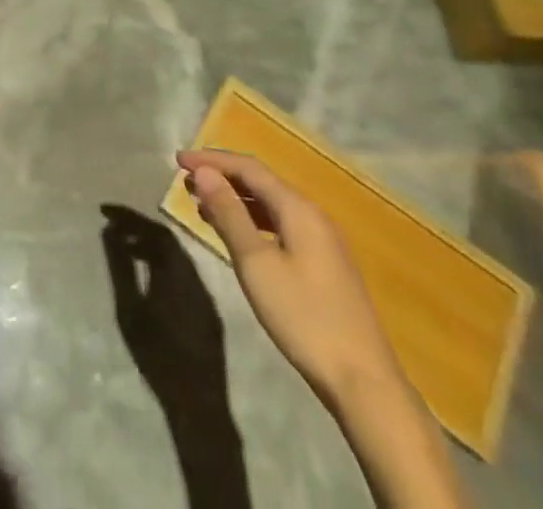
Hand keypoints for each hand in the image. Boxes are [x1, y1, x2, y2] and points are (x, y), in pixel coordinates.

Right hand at [176, 148, 408, 410]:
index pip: (248, 167)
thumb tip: (205, 172)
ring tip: (202, 205)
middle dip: (222, 177)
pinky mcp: (325, 265)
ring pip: (271, 205)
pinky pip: (280, 226)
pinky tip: (236, 236)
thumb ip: (229, 213)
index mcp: (298, 208)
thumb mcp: (256, 263)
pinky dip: (252, 221)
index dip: (212, 160)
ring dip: (236, 200)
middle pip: (261, 182)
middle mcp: (313, 215)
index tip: (178, 160)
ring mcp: (323, 241)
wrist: (364, 383)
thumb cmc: (303, 316)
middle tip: (186, 181)